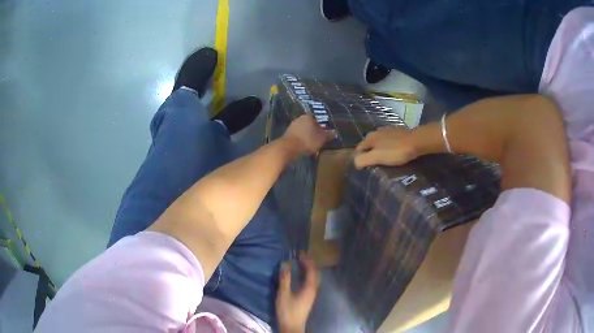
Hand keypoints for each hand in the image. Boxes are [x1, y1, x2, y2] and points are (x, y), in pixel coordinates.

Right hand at [276, 255, 319, 332]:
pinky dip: (306, 275)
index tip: (300, 252)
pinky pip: (310, 282)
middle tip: (301, 256)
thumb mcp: (284, 294)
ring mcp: (311, 294)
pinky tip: (299, 276)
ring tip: (300, 262)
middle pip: (315, 274)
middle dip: (309, 263)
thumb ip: (285, 279)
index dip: (307, 260)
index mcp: (309, 288)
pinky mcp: (307, 298)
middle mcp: (313, 290)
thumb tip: (285, 263)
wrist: (292, 326)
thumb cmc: (288, 311)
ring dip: (308, 269)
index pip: (312, 270)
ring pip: (313, 278)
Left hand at [282, 115, 334, 154]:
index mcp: (308, 116)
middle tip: (318, 140)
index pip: (317, 120)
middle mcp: (299, 118)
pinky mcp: (286, 134)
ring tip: (311, 145)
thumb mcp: (322, 138)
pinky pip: (297, 136)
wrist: (289, 148)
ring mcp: (292, 126)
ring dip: (306, 136)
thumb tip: (334, 132)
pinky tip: (302, 146)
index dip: (321, 128)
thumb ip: (328, 134)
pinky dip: (300, 140)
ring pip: (303, 130)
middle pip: (309, 125)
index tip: (323, 135)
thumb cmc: (308, 140)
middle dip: (313, 132)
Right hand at [354, 126, 418, 168]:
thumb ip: (363, 160)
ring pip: (379, 142)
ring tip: (385, 160)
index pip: (358, 149)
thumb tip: (354, 163)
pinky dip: (389, 146)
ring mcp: (388, 130)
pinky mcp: (398, 131)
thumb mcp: (377, 157)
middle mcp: (376, 131)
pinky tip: (394, 152)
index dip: (359, 159)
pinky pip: (389, 140)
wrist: (416, 141)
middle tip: (374, 165)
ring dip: (380, 149)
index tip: (364, 169)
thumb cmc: (396, 151)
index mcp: (369, 137)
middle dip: (369, 154)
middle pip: (369, 145)